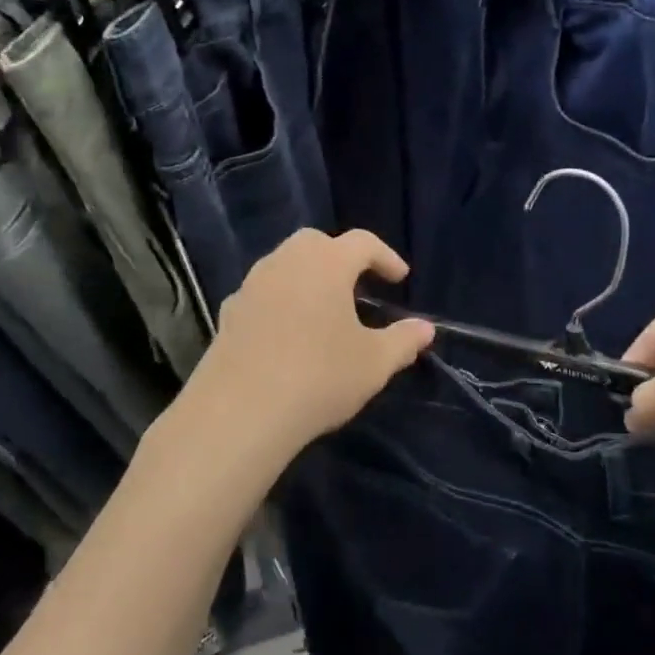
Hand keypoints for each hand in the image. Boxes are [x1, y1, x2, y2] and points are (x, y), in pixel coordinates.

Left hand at [185, 229, 434, 458]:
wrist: (240, 412)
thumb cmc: (319, 377)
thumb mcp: (374, 363)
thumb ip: (403, 340)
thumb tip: (426, 329)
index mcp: (326, 263)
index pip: (362, 242)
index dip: (386, 257)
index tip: (400, 278)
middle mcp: (285, 262)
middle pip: (316, 243)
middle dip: (341, 257)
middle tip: (358, 284)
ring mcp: (251, 286)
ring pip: (284, 265)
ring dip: (308, 277)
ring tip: (324, 309)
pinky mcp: (228, 314)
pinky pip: (262, 294)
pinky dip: (281, 301)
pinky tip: (288, 333)